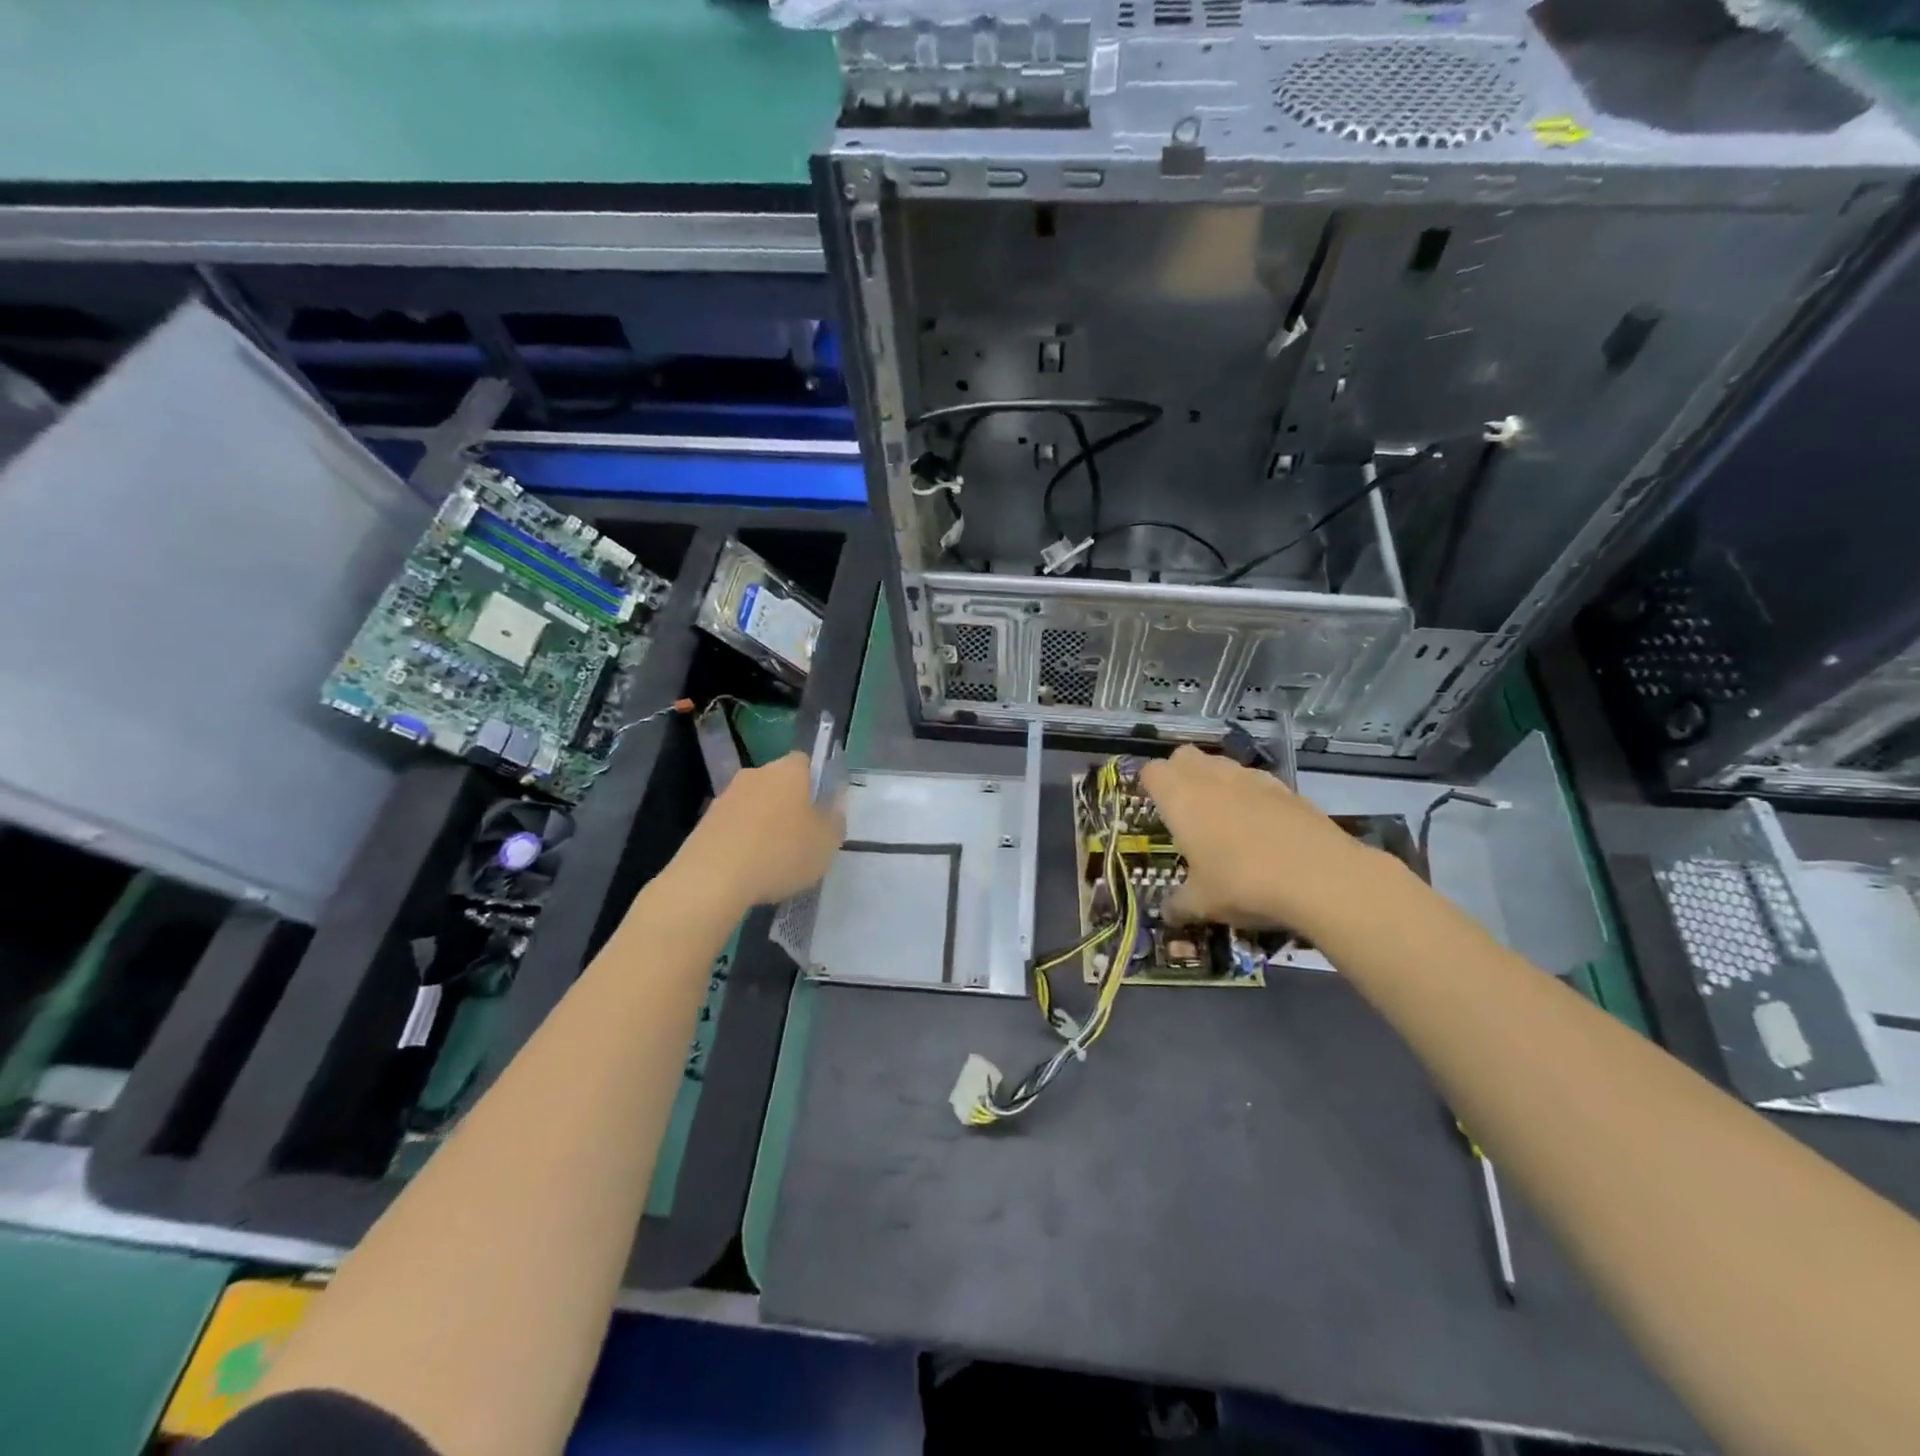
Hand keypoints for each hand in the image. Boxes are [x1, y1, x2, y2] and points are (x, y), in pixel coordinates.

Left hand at [675, 751, 844, 909]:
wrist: (712, 878)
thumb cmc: (780, 853)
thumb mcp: (826, 843)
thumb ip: (835, 820)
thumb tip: (833, 805)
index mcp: (788, 771)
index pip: (805, 762)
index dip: (815, 782)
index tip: (821, 809)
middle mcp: (755, 774)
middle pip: (778, 782)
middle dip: (789, 804)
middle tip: (800, 837)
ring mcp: (726, 796)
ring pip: (754, 804)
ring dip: (763, 824)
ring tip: (772, 859)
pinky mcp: (704, 822)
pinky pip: (733, 826)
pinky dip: (742, 841)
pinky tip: (747, 869)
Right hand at [1138, 744, 1394, 938]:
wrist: (1320, 876)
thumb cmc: (1242, 883)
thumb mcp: (1202, 903)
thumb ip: (1179, 904)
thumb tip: (1167, 912)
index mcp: (1180, 798)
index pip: (1152, 771)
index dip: (1149, 786)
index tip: (1154, 808)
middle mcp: (1211, 777)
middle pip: (1184, 756)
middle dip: (1179, 774)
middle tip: (1183, 810)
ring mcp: (1251, 778)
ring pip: (1221, 764)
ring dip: (1215, 781)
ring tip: (1223, 819)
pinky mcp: (1285, 787)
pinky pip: (1255, 781)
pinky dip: (1250, 795)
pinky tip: (1261, 827)